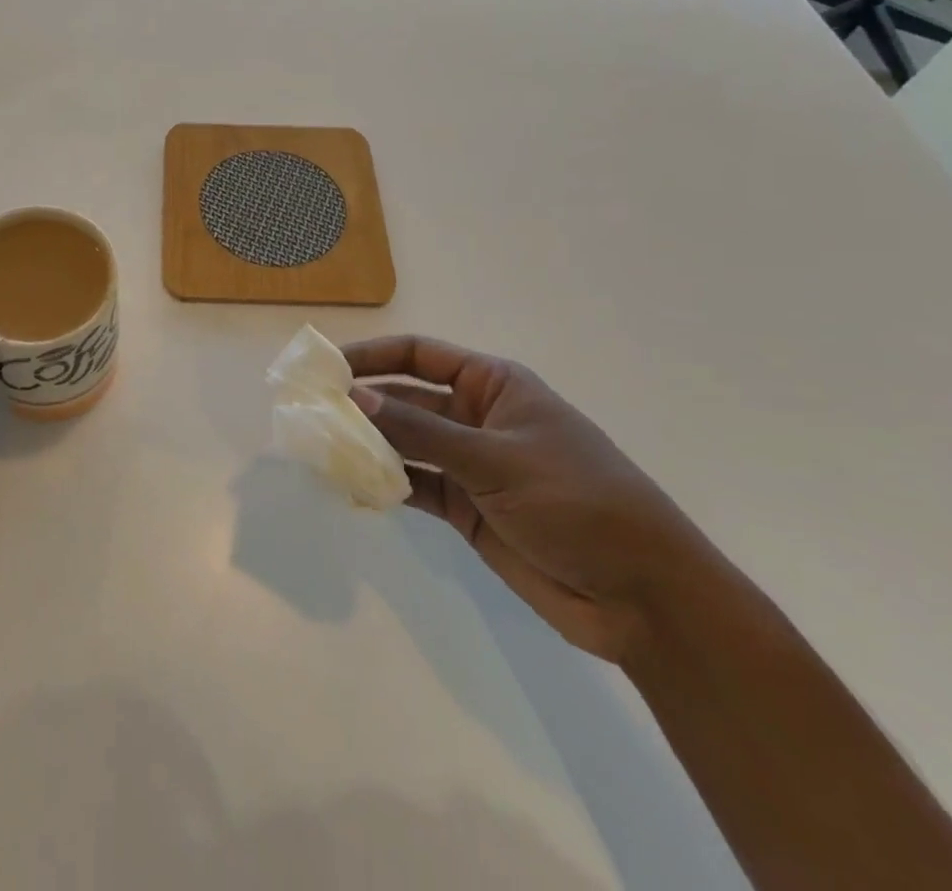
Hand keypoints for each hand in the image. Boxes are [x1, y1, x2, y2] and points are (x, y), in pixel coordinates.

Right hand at [347, 335, 727, 665]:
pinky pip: (415, 486)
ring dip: (368, 446)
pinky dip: (385, 486)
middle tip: (309, 412)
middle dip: (362, 404)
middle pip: (406, 400)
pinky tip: (352, 488)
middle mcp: (476, 417)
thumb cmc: (577, 501)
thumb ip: (422, 432)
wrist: (642, 596)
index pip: (418, 355)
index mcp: (492, 385)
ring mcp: (470, 464)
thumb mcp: (496, 459)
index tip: (326, 366)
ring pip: (405, 444)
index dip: (371, 355)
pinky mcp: (466, 508)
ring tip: (319, 448)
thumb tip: (354, 397)